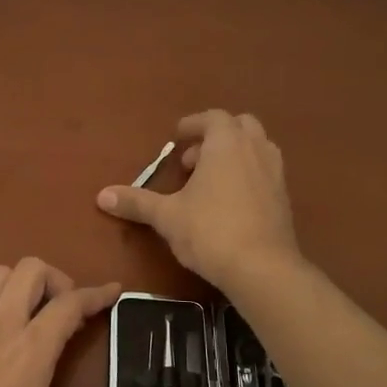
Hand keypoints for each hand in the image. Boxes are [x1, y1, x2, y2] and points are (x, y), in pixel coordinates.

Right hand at [96, 110, 299, 291]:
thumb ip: (136, 202)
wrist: (263, 268)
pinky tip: (230, 203)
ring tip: (210, 180)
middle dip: (216, 136)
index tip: (177, 136)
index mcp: (227, 143)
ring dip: (234, 154)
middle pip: (240, 126)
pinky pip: (265, 172)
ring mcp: (275, 173)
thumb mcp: (167, 216)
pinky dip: (248, 175)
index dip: (193, 124)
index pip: (212, 118)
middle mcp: (256, 149)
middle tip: (192, 160)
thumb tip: (101, 195)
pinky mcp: (284, 198)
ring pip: (257, 148)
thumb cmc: (210, 231)